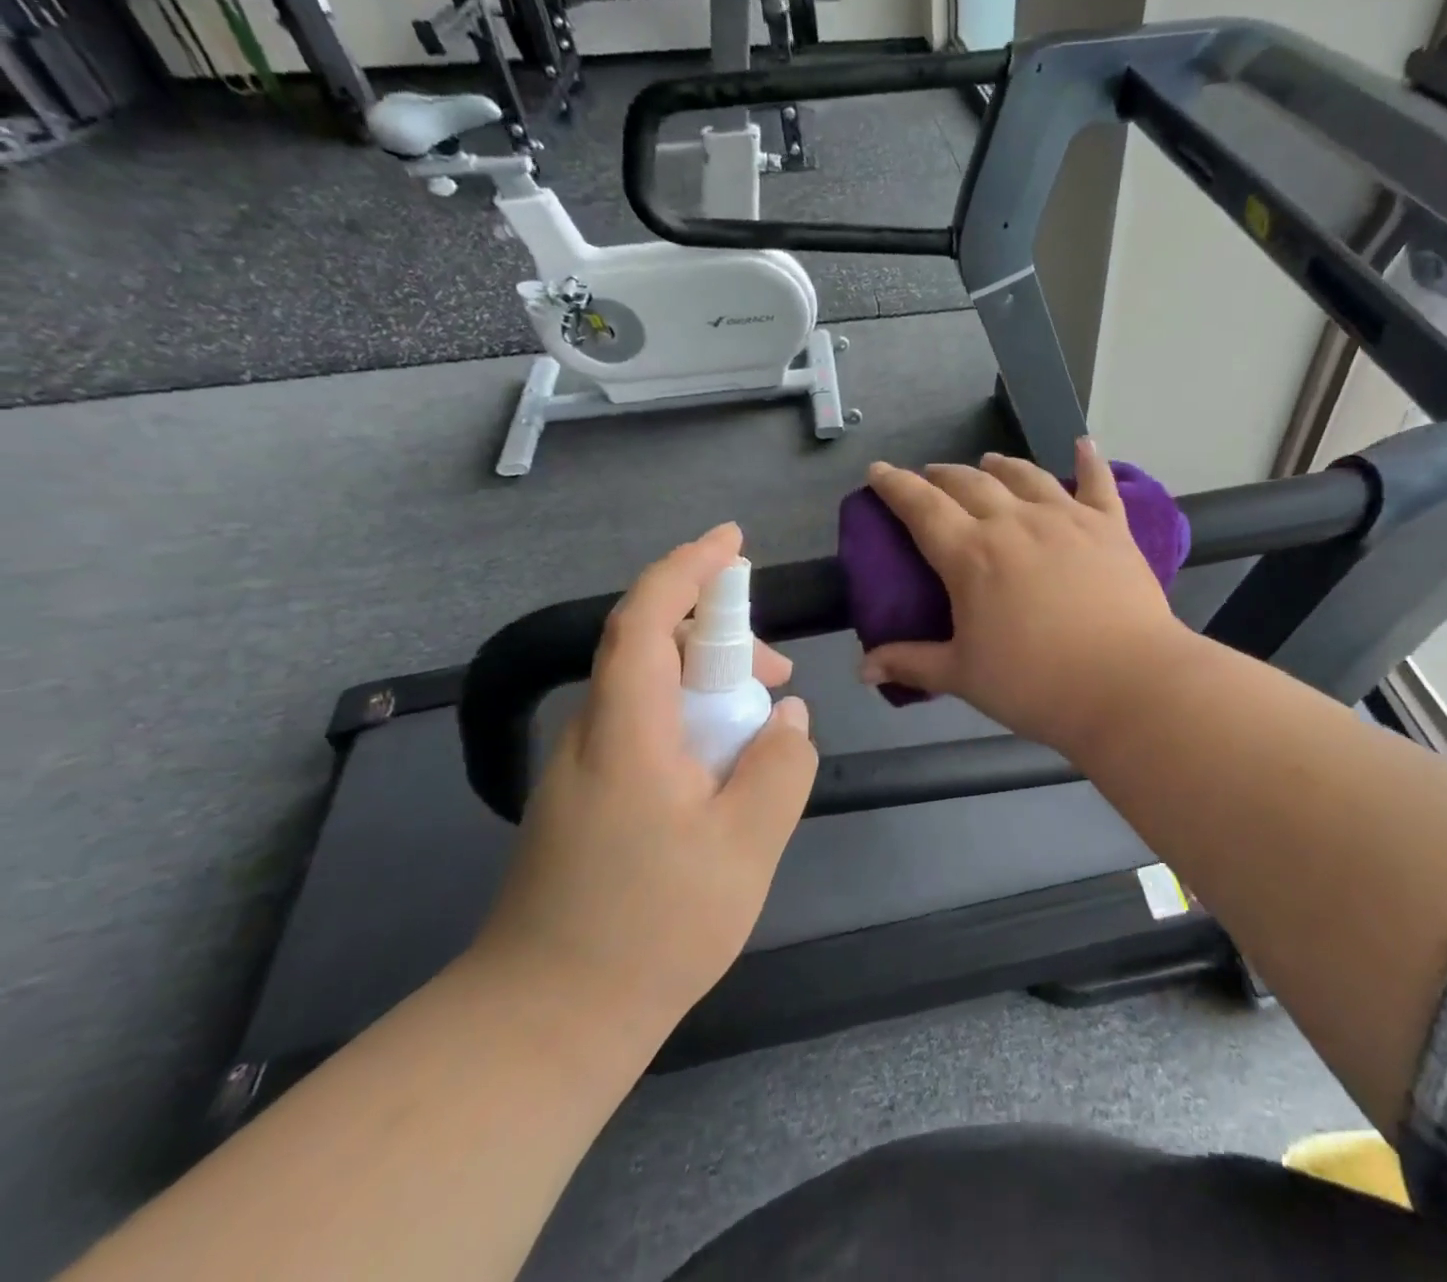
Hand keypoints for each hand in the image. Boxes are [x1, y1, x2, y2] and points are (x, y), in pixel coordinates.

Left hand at [472, 524, 817, 1058]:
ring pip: (646, 690)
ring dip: (707, 684)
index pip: (647, 618)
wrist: (544, 1023)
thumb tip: (786, 719)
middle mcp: (592, 734)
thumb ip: (780, 768)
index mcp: (626, 730)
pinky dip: (689, 720)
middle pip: (647, 646)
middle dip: (717, 635)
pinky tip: (723, 769)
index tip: (732, 540)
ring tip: (763, 726)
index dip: (687, 568)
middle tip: (778, 672)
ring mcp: (580, 769)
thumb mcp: (746, 846)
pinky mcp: (581, 799)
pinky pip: (641, 728)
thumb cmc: (650, 928)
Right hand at [860, 439, 1193, 756]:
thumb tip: (864, 669)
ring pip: (1025, 475)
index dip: (895, 485)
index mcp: (971, 554)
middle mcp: (1014, 522)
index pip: (921, 507)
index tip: (878, 471)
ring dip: (1000, 465)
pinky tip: (1083, 444)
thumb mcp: (964, 677)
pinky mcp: (1110, 526)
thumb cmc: (1036, 684)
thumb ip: (912, 664)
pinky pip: (1097, 483)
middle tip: (931, 477)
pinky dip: (1088, 461)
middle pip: (970, 483)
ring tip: (989, 461)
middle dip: (942, 475)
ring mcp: (1066, 518)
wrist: (1127, 683)